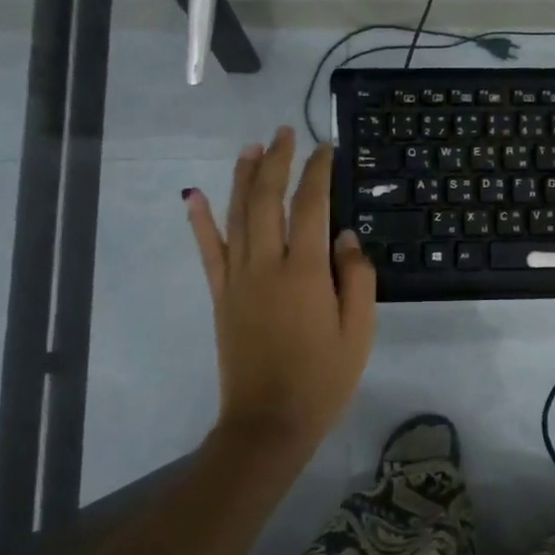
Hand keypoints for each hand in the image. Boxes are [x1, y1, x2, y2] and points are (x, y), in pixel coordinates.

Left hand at [186, 127, 376, 456]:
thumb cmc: (323, 378)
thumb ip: (357, 277)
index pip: (312, 206)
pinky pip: (208, 251)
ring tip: (251, 147)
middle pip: (268, 199)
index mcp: (306, 272)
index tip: (325, 148)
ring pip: (236, 215)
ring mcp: (237, 278)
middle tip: (285, 132)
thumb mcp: (359, 331)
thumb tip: (346, 236)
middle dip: (277, 161)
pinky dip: (200, 221)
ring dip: (242, 177)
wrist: (269, 421)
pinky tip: (195, 195)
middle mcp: (267, 265)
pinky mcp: (220, 295)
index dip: (318, 172)